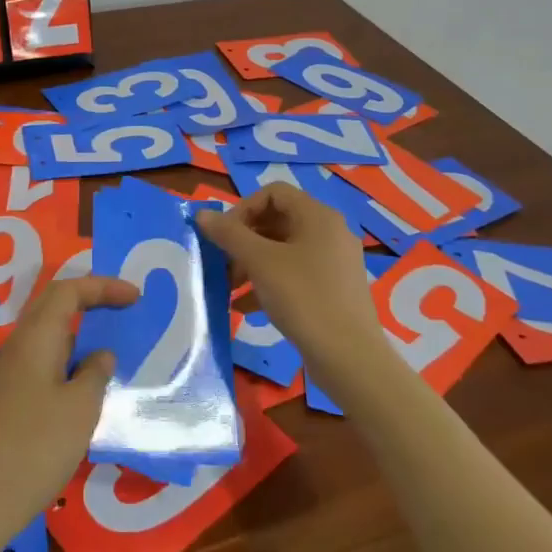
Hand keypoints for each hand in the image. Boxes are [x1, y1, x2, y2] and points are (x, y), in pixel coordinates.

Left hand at [0, 275, 136, 542]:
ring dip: (81, 328)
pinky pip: (46, 357)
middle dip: (90, 298)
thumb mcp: (81, 407)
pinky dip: (71, 355)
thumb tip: (100, 355)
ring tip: (113, 339)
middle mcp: (20, 344)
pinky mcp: (13, 395)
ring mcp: (13, 371)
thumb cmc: (37, 445)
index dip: (103, 287)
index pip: (69, 291)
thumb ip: (95, 373)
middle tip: (124, 306)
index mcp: (36, 337)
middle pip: (55, 304)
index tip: (135, 296)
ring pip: (50, 332)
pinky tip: (89, 379)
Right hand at [197, 184, 386, 376]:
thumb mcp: (260, 262)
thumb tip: (202, 215)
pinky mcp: (334, 290)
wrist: (349, 358)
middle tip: (222, 262)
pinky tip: (246, 307)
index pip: (273, 193)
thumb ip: (229, 234)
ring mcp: (335, 262)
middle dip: (244, 239)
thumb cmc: (303, 298)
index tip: (223, 235)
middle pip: (278, 221)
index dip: (243, 208)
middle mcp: (330, 232)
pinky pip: (295, 274)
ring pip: (284, 250)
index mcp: (318, 216)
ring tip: (229, 288)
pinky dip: (269, 282)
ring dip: (252, 263)